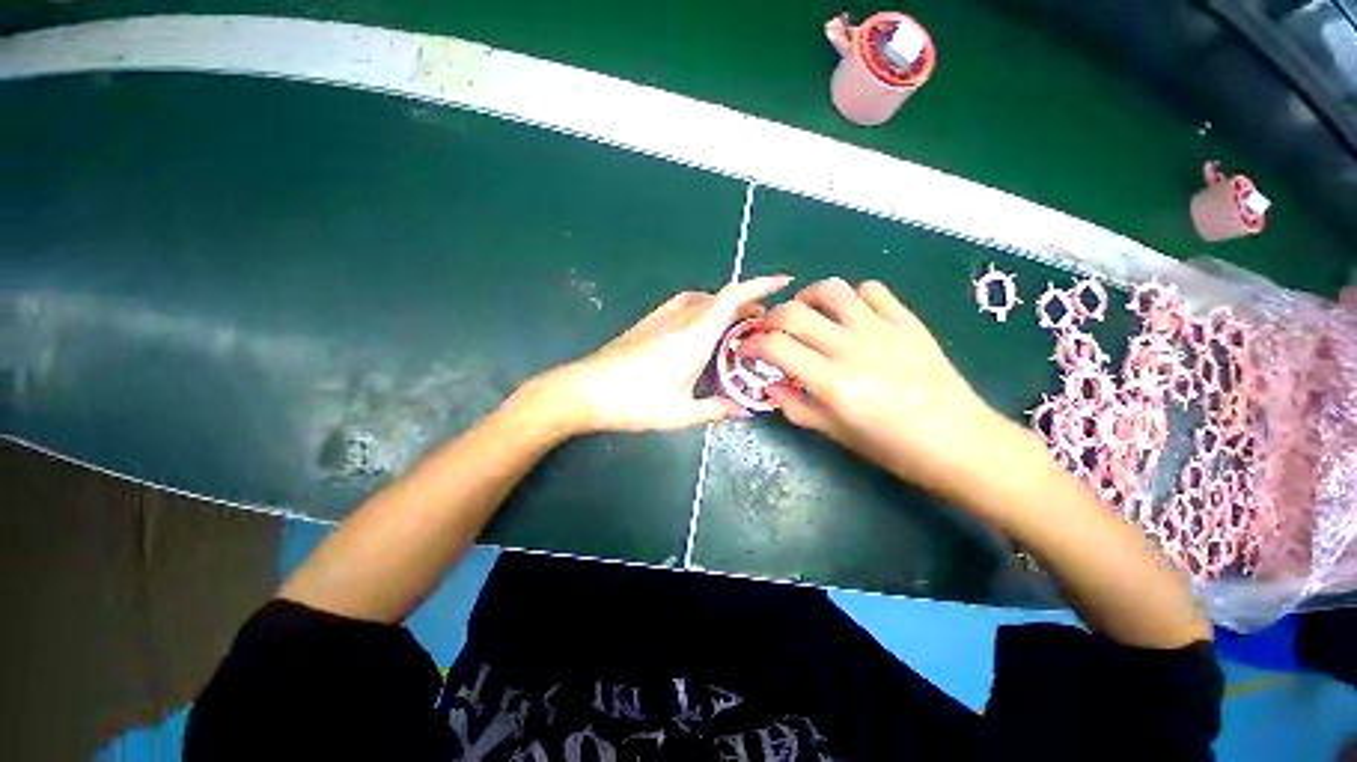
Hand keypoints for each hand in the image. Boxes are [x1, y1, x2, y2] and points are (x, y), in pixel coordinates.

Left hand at [533, 275, 793, 432]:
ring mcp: (662, 317)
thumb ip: (716, 410)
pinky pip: (686, 305)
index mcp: (695, 335)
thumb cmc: (635, 402)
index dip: (761, 285)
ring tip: (736, 328)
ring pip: (704, 300)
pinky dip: (705, 309)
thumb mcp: (681, 413)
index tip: (785, 282)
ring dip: (725, 307)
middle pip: (722, 298)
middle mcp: (681, 318)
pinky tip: (703, 331)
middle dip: (748, 305)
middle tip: (763, 326)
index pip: (733, 297)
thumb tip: (744, 410)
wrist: (584, 390)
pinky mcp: (648, 322)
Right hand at [745, 277, 1007, 492]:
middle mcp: (852, 348)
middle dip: (770, 318)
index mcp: (832, 383)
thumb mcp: (837, 434)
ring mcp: (882, 330)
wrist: (961, 442)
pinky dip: (852, 297)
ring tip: (806, 313)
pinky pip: (872, 291)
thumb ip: (797, 408)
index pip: (775, 346)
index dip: (752, 344)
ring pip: (832, 290)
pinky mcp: (907, 321)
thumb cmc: (894, 448)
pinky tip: (850, 314)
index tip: (747, 351)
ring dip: (808, 297)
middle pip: (794, 312)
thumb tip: (770, 387)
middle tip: (770, 332)